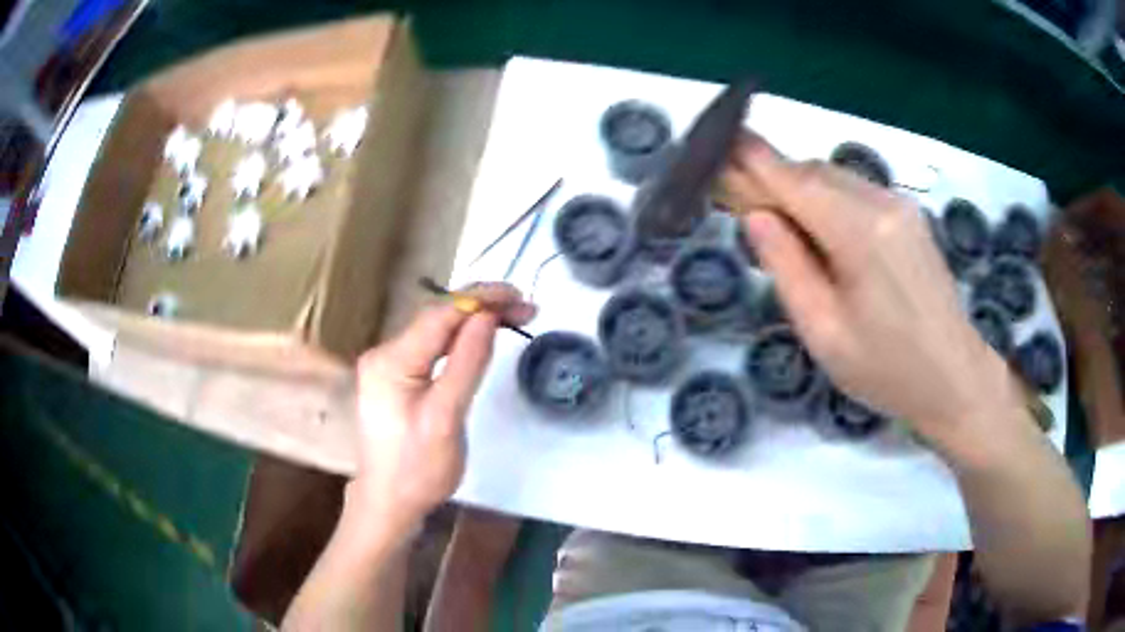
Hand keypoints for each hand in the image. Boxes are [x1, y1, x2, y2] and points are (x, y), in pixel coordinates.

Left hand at [347, 283, 535, 535]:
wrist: (390, 501)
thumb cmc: (418, 469)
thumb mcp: (447, 417)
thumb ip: (467, 363)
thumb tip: (488, 317)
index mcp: (391, 361)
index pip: (440, 314)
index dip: (480, 299)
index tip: (518, 295)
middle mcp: (385, 354)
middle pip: (437, 318)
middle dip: (481, 307)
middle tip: (525, 307)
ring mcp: (388, 364)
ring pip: (436, 331)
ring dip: (474, 320)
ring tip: (513, 316)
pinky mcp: (397, 377)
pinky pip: (432, 347)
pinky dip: (460, 339)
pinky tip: (482, 337)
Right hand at [721, 133, 1015, 444]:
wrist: (955, 377)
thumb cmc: (888, 370)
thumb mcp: (824, 333)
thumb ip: (787, 268)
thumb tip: (756, 216)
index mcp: (860, 233)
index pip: (794, 180)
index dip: (753, 160)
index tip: (720, 144)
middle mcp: (882, 203)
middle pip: (814, 173)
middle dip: (775, 180)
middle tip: (745, 207)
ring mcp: (901, 205)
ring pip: (836, 179)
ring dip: (802, 192)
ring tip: (786, 231)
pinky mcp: (910, 215)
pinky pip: (857, 192)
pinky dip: (829, 201)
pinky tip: (825, 237)